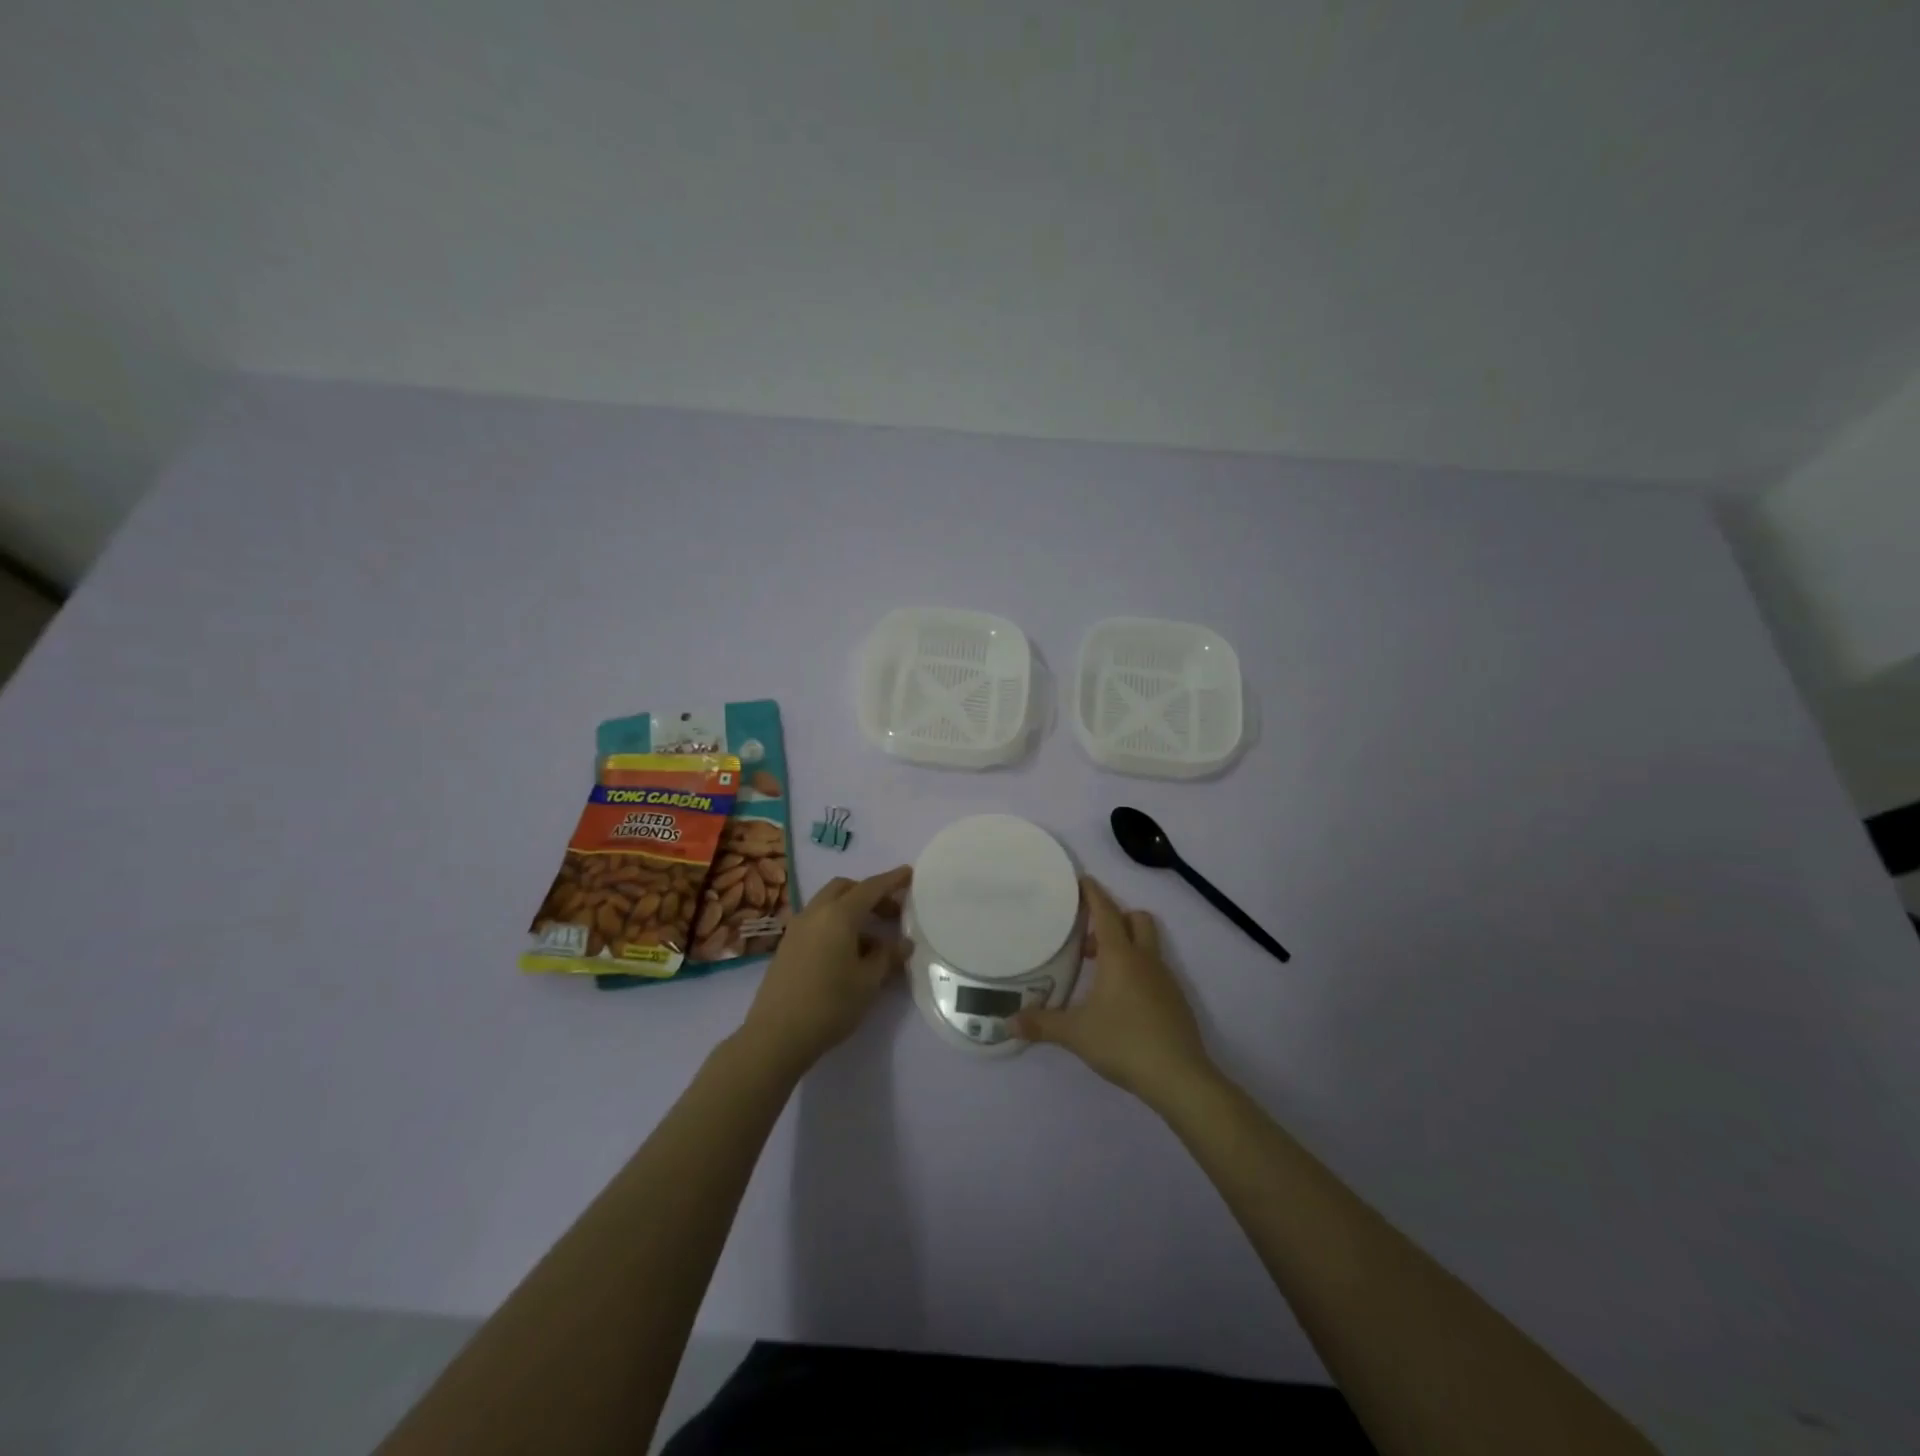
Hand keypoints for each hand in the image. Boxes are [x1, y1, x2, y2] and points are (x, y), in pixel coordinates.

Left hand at [738, 865, 912, 1075]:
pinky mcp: (787, 945)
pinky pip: (817, 921)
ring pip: (828, 903)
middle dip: (870, 894)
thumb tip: (903, 943)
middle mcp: (815, 913)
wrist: (776, 1036)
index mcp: (838, 915)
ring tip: (873, 939)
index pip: (871, 888)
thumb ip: (887, 957)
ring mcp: (797, 928)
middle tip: (892, 913)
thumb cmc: (830, 1005)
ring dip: (852, 909)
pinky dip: (836, 923)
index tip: (909, 873)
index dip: (892, 880)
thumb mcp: (868, 982)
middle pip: (845, 888)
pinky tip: (848, 952)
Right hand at [1012, 877, 1213, 1102]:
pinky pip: (1154, 971)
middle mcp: (1145, 960)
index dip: (1093, 893)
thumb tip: (1007, 1022)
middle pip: (1136, 919)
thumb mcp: (1075, 1033)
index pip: (1106, 912)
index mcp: (1120, 956)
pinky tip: (1120, 1001)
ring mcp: (1165, 980)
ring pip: (1147, 945)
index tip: (1081, 880)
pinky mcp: (1176, 1001)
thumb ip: (1041, 1024)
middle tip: (1089, 939)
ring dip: (1125, 947)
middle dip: (1115, 919)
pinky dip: (1137, 972)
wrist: (1180, 1078)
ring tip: (1098, 973)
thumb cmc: (1124, 1042)